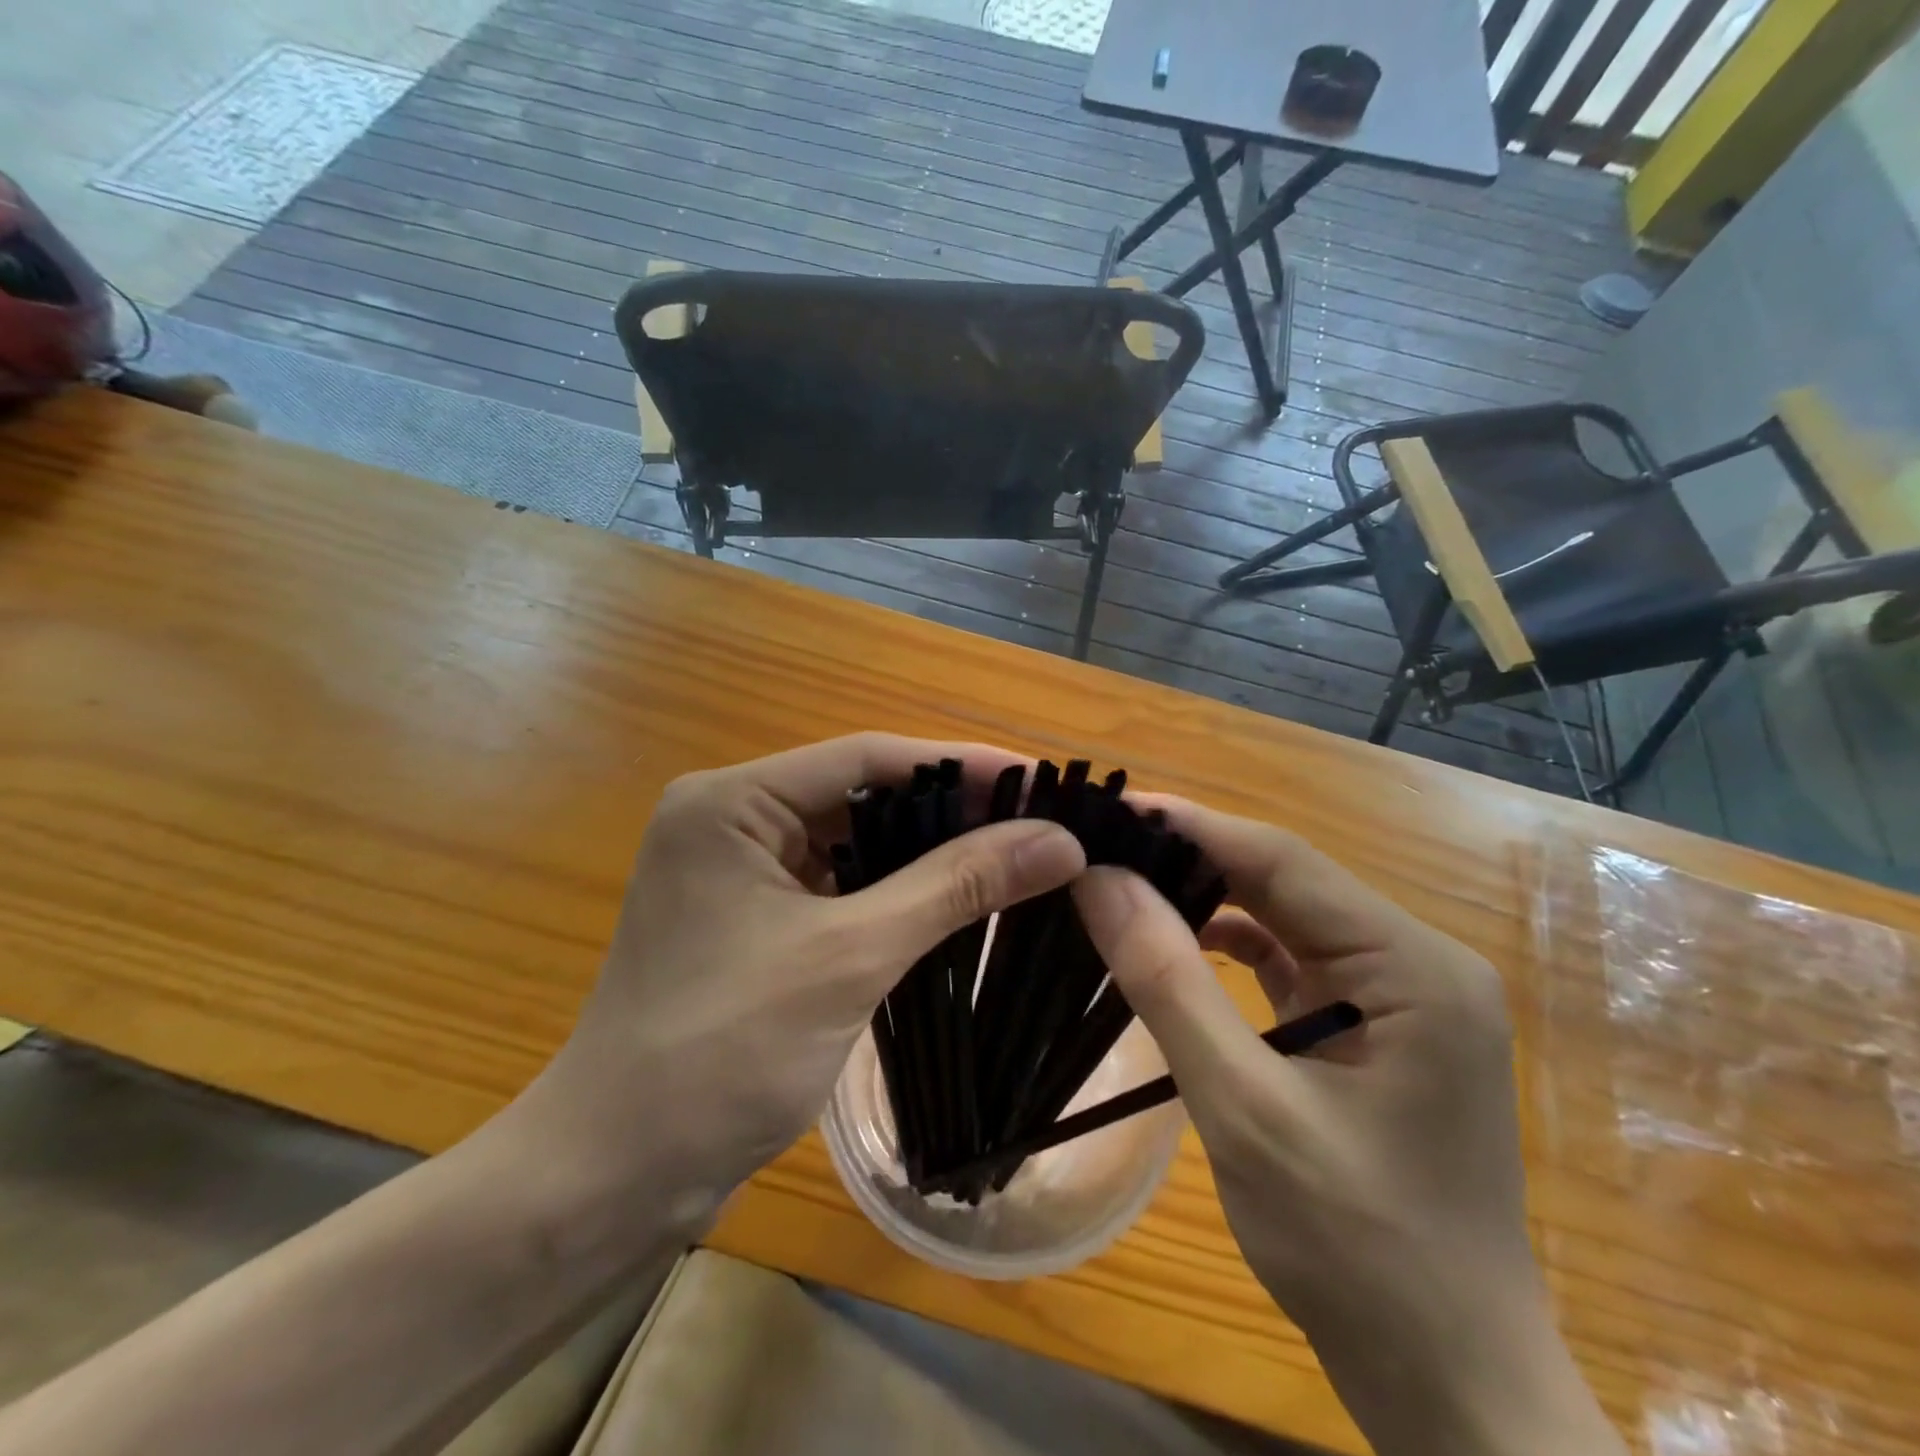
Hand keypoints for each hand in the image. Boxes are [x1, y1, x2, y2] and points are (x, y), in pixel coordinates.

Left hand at [518, 734, 1084, 1213]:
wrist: (616, 1175)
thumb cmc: (720, 1053)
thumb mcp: (850, 956)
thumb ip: (955, 887)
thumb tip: (1059, 840)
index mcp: (732, 801)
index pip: (865, 758)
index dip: (958, 764)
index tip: (1041, 779)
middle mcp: (733, 818)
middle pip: (862, 795)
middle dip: (949, 809)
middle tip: (1039, 819)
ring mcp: (741, 869)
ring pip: (856, 841)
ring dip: (929, 851)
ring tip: (1017, 852)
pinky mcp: (755, 916)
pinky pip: (841, 884)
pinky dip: (898, 890)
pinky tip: (958, 897)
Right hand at [1072, 800, 1622, 1455]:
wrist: (1450, 1387)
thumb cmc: (1358, 1252)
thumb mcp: (1244, 1109)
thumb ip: (1169, 982)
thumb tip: (1100, 880)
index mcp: (1415, 966)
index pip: (1282, 861)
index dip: (1189, 828)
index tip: (1106, 811)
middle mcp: (1417, 962)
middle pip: (1284, 882)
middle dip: (1190, 861)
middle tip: (1099, 847)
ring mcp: (1398, 995)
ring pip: (1283, 918)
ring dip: (1205, 901)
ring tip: (1121, 886)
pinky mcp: (1372, 1027)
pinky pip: (1290, 962)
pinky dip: (1229, 949)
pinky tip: (1175, 946)